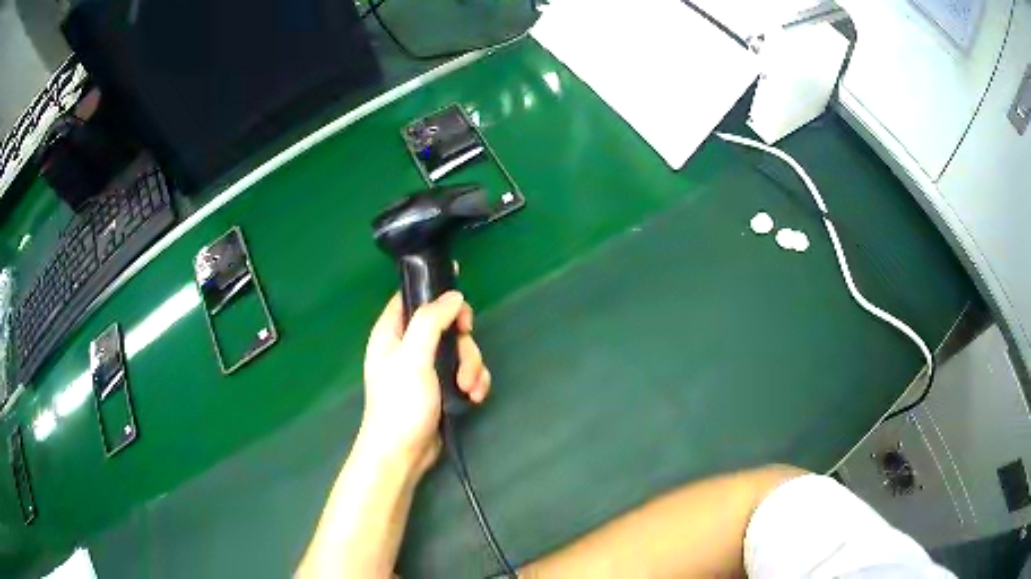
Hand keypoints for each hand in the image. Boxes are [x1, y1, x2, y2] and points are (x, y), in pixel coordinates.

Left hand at [360, 291, 491, 472]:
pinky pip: (465, 373)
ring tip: (468, 389)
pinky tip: (474, 397)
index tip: (461, 303)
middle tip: (464, 358)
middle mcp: (409, 346)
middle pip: (446, 325)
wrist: (403, 453)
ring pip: (460, 351)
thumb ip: (431, 321)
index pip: (412, 298)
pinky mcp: (441, 388)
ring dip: (471, 368)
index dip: (436, 294)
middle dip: (463, 343)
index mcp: (392, 332)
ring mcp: (426, 369)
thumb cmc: (400, 404)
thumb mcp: (413, 357)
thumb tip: (454, 296)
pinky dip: (474, 383)